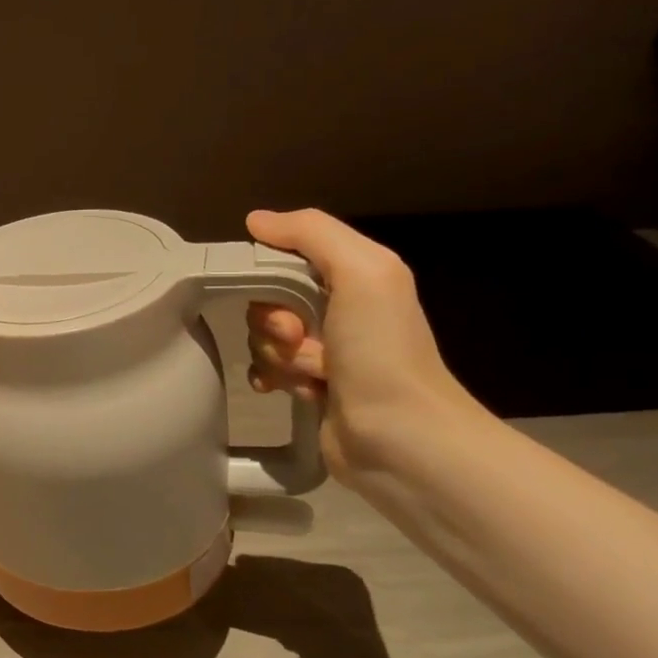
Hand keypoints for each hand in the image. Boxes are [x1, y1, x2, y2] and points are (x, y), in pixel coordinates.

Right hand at [244, 208, 481, 483]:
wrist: (400, 438)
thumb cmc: (382, 350)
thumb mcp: (361, 272)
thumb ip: (312, 233)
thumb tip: (256, 220)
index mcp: (354, 276)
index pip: (287, 255)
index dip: (270, 272)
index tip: (277, 296)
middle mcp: (339, 309)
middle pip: (269, 298)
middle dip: (272, 320)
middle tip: (296, 339)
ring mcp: (323, 351)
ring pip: (264, 336)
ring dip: (275, 354)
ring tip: (309, 374)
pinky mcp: (309, 387)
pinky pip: (265, 368)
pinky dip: (269, 377)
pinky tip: (284, 390)